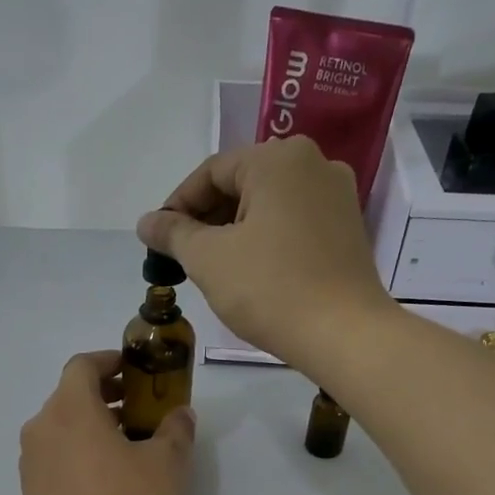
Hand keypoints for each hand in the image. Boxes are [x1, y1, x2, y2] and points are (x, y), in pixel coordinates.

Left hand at [19, 351, 194, 494]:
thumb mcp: (166, 464)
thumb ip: (175, 430)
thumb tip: (179, 414)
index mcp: (69, 408)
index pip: (82, 365)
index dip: (109, 361)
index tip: (135, 372)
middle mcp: (41, 427)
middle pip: (70, 396)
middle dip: (105, 395)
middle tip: (139, 409)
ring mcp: (30, 462)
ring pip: (60, 427)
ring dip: (91, 425)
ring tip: (127, 446)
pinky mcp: (29, 493)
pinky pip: (54, 456)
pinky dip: (77, 452)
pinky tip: (105, 478)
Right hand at [136, 138, 397, 370]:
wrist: (345, 335)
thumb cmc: (270, 289)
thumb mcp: (208, 259)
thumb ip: (173, 234)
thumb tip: (146, 222)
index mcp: (278, 159)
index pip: (211, 172)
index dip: (177, 205)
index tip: (158, 241)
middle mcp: (314, 163)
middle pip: (242, 183)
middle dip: (206, 219)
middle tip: (181, 257)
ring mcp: (337, 195)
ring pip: (268, 204)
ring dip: (233, 231)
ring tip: (212, 268)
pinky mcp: (347, 228)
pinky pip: (293, 222)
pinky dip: (265, 239)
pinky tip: (250, 271)